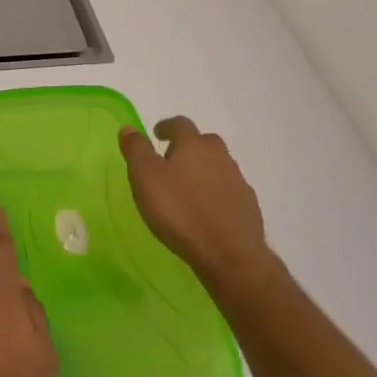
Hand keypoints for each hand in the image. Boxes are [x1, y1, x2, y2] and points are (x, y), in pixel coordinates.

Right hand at [119, 117, 282, 298]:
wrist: (228, 253)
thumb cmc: (179, 210)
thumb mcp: (145, 177)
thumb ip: (136, 150)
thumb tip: (129, 128)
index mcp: (194, 145)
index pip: (180, 124)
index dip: (166, 126)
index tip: (156, 134)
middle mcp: (220, 157)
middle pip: (204, 142)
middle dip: (187, 147)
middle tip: (170, 161)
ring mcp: (237, 181)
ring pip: (217, 166)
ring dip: (202, 170)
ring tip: (185, 188)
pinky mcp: (247, 206)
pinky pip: (227, 190)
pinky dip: (214, 193)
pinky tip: (204, 210)